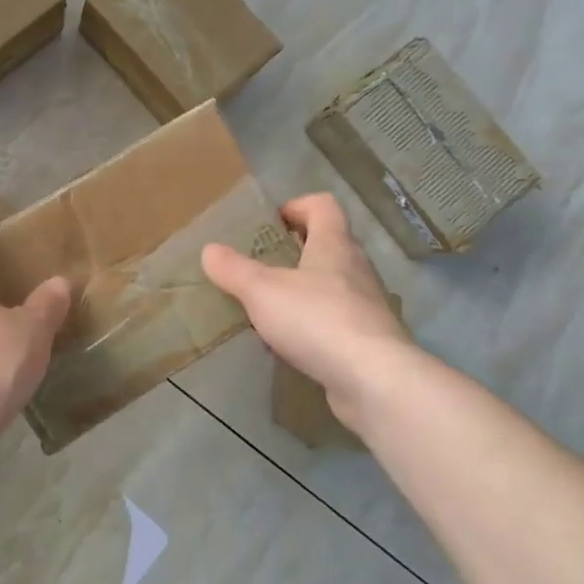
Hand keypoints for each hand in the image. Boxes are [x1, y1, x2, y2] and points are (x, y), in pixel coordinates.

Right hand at [202, 193, 413, 415]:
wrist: (373, 379)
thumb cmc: (316, 319)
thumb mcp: (262, 292)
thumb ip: (234, 270)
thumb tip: (209, 249)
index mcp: (334, 244)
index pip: (323, 206)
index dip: (298, 205)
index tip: (273, 222)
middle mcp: (356, 268)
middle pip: (331, 244)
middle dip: (299, 249)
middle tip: (266, 264)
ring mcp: (368, 304)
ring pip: (335, 284)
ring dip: (308, 288)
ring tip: (275, 306)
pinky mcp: (370, 339)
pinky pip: (339, 319)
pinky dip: (317, 323)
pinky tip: (295, 342)